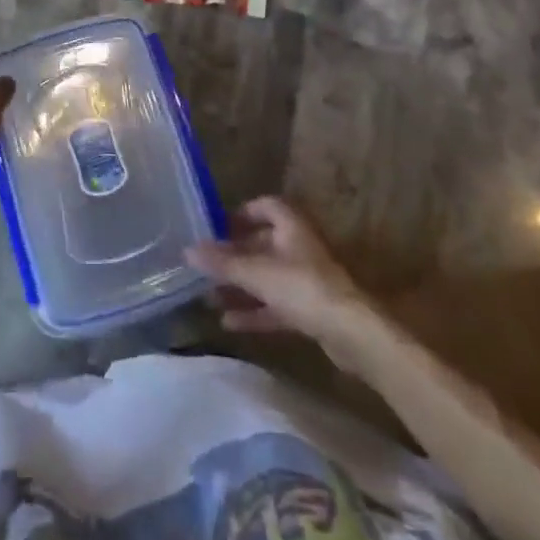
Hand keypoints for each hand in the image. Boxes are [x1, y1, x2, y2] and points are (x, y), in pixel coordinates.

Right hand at [186, 196, 364, 338]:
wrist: (351, 333)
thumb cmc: (302, 287)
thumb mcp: (256, 273)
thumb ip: (222, 263)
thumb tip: (187, 251)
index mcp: (290, 226)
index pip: (266, 206)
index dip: (242, 212)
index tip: (218, 225)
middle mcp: (298, 247)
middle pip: (262, 244)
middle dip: (234, 256)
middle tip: (207, 265)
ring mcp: (305, 280)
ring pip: (266, 277)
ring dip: (240, 286)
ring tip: (210, 296)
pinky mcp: (310, 310)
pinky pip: (275, 304)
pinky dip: (254, 311)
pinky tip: (229, 323)